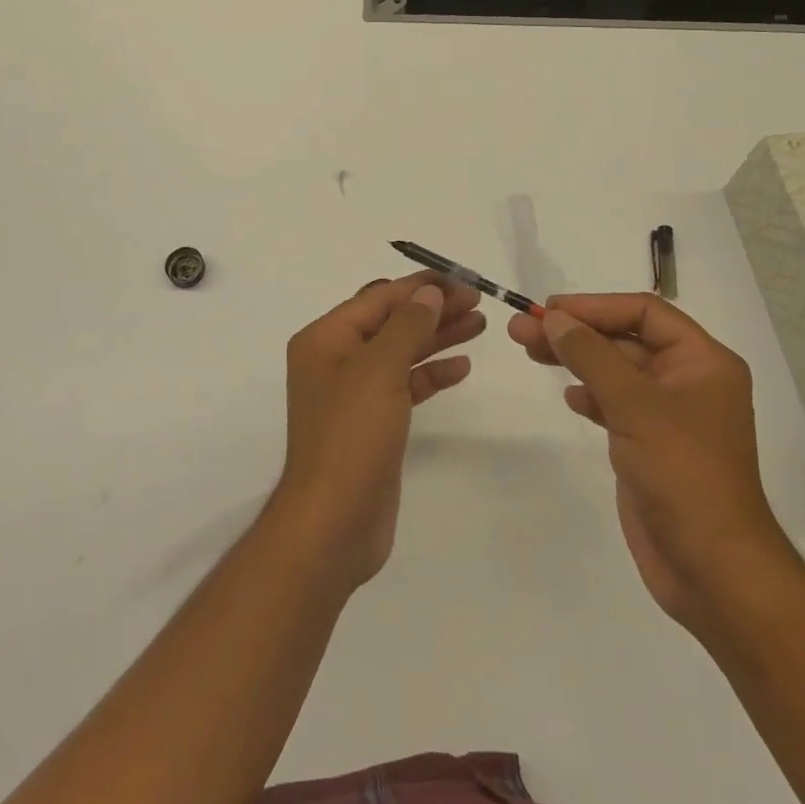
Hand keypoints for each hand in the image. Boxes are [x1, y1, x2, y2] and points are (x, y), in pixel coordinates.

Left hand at [270, 273, 484, 591]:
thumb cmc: (350, 436)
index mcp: (325, 339)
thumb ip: (406, 326)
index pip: (378, 298)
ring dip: (437, 337)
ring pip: (401, 352)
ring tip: (479, 324)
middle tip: (477, 300)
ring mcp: (355, 393)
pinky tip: (462, 366)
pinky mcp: (373, 423)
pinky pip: (405, 385)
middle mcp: (336, 359)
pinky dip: (431, 373)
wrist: (333, 525)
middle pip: (391, 322)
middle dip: (432, 309)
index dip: (419, 287)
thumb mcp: (379, 370)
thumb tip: (428, 292)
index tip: (460, 279)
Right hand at [509, 293, 795, 626]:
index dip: (595, 306)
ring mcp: (669, 414)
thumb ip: (591, 354)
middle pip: (624, 338)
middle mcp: (689, 380)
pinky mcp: (650, 444)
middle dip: (575, 332)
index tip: (550, 310)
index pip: (644, 312)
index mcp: (703, 361)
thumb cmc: (682, 472)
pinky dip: (590, 394)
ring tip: (529, 351)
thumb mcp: (634, 404)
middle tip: (522, 328)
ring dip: (574, 359)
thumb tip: (554, 318)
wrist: (711, 569)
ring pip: (614, 370)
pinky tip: (569, 397)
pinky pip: (615, 403)